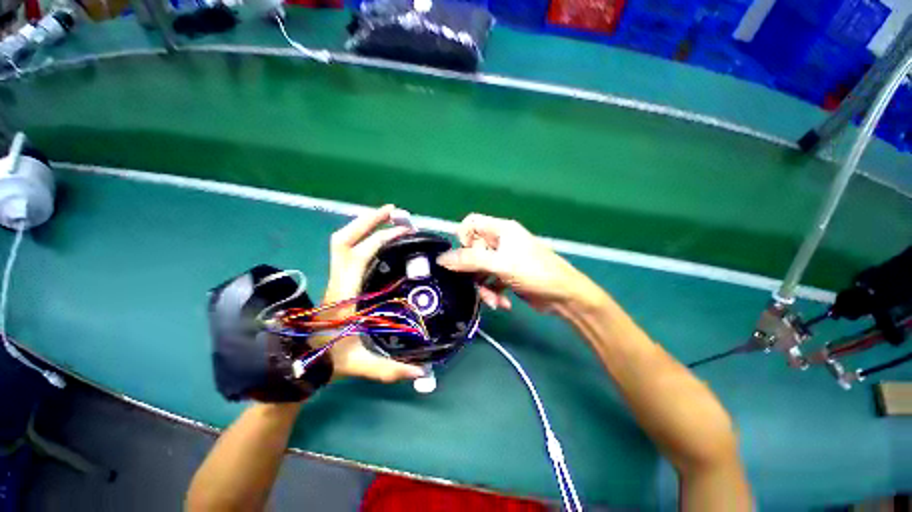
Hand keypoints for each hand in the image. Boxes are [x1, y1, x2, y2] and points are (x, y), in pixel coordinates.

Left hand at [319, 205, 424, 382]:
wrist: (292, 363)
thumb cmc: (323, 361)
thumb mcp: (358, 365)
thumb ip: (390, 370)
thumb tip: (422, 374)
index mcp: (343, 294)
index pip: (360, 255)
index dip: (382, 239)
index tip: (404, 231)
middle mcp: (336, 280)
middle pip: (344, 239)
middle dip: (368, 220)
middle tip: (393, 211)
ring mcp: (334, 278)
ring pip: (341, 242)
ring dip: (362, 225)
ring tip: (386, 218)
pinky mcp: (336, 280)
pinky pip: (346, 250)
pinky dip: (361, 238)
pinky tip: (376, 240)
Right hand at [437, 214, 602, 312]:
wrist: (564, 296)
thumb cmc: (535, 272)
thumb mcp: (501, 264)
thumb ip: (470, 260)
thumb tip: (441, 258)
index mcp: (501, 230)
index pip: (472, 223)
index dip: (463, 238)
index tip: (464, 256)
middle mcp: (501, 242)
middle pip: (473, 251)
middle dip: (474, 272)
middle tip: (477, 284)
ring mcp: (504, 259)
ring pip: (480, 270)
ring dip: (484, 287)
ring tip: (493, 300)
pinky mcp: (507, 275)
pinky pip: (490, 281)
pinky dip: (493, 293)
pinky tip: (503, 303)